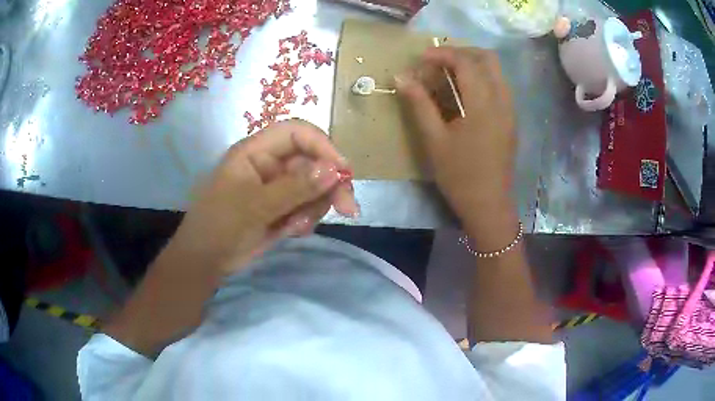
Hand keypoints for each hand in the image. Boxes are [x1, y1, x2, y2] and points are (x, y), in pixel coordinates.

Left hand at [170, 119, 357, 275]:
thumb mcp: (255, 206)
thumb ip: (295, 188)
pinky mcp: (283, 207)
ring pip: (315, 186)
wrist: (206, 261)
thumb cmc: (220, 226)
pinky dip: (306, 219)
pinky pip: (308, 206)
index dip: (322, 147)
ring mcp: (277, 186)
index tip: (342, 172)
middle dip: (329, 185)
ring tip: (296, 227)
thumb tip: (335, 170)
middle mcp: (270, 164)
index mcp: (256, 151)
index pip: (297, 133)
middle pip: (313, 161)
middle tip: (347, 210)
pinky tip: (291, 232)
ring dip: (315, 207)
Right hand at [395, 46, 515, 235]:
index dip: (442, 54)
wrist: (489, 204)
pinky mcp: (511, 119)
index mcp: (484, 104)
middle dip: (461, 52)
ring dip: (472, 64)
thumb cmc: (459, 175)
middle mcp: (502, 100)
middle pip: (488, 58)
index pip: (466, 62)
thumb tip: (401, 77)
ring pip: (496, 71)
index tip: (421, 59)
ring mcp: (510, 109)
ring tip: (449, 74)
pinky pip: (499, 86)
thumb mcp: (434, 140)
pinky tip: (465, 93)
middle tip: (438, 62)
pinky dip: (481, 78)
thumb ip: (419, 104)